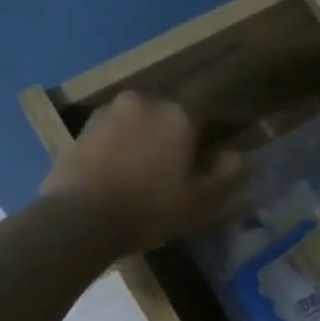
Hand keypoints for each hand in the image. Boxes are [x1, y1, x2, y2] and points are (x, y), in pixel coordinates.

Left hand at [42, 92, 244, 253]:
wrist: (81, 219)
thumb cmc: (151, 209)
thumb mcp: (200, 202)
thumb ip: (225, 176)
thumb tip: (238, 156)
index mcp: (178, 115)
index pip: (206, 114)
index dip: (212, 135)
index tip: (212, 156)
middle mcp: (144, 102)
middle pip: (169, 116)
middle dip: (175, 137)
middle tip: (178, 167)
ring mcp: (108, 113)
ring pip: (138, 123)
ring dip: (145, 140)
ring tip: (145, 172)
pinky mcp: (81, 130)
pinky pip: (112, 135)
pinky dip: (119, 149)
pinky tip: (119, 175)